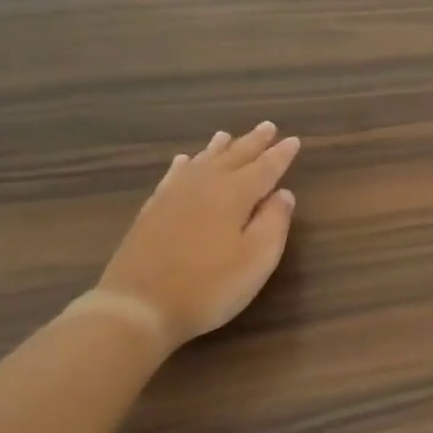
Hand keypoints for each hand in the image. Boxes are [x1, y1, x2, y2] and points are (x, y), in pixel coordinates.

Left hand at [96, 122, 300, 349]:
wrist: (139, 306)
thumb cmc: (209, 286)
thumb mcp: (257, 259)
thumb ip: (274, 222)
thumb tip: (284, 193)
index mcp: (234, 195)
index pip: (265, 168)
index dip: (281, 155)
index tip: (294, 140)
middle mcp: (204, 185)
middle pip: (233, 157)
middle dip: (253, 143)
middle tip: (267, 126)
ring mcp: (174, 196)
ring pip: (202, 162)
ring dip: (219, 148)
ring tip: (227, 135)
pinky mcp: (152, 211)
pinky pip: (174, 176)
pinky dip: (184, 165)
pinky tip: (184, 161)